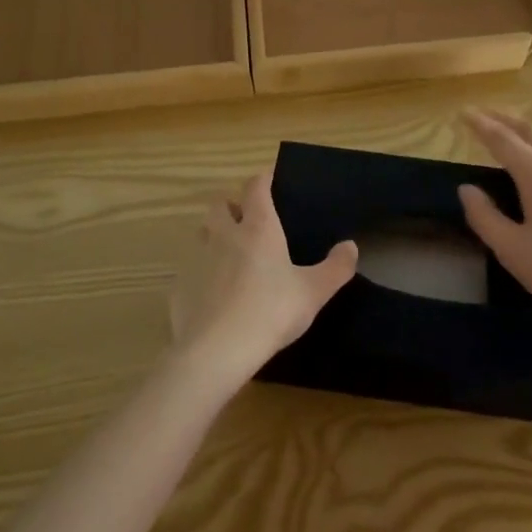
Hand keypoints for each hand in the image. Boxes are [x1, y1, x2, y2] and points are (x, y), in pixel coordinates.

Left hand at [169, 169, 358, 382]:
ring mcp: (197, 258)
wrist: (216, 351)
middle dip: (232, 205)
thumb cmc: (271, 312)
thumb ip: (336, 267)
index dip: (263, 180)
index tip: (271, 180)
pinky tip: (213, 294)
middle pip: (220, 203)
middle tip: (247, 220)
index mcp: (258, 228)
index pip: (256, 187)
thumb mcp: (314, 292)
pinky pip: (190, 268)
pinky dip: (201, 272)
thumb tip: (351, 246)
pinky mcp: (180, 285)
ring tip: (230, 254)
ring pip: (202, 233)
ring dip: (214, 235)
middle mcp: (224, 234)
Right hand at [459, 109, 531, 351]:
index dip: (481, 125)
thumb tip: (467, 189)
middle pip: (531, 131)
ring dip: (526, 130)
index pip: (504, 140)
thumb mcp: (512, 250)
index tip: (463, 113)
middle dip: (504, 120)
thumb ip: (485, 216)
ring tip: (508, 130)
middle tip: (482, 115)